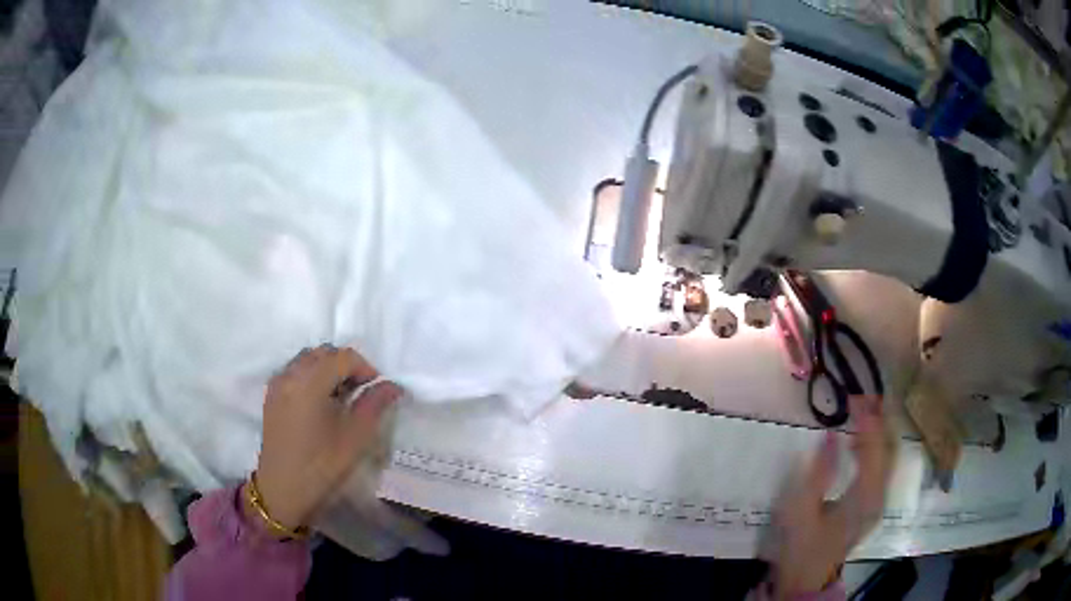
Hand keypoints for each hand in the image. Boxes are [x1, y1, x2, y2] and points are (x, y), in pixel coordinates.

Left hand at [251, 345, 400, 530]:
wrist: (283, 489)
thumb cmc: (322, 465)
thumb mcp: (355, 437)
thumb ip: (375, 404)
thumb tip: (392, 385)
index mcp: (310, 382)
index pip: (343, 357)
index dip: (365, 368)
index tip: (377, 390)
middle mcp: (290, 374)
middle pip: (324, 353)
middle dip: (346, 365)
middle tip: (361, 392)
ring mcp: (278, 382)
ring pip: (308, 359)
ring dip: (328, 369)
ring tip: (341, 396)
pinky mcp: (272, 394)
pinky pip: (295, 370)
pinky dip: (312, 375)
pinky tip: (321, 402)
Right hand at [765, 396, 895, 597]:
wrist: (806, 579)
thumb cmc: (800, 546)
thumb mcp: (799, 511)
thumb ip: (818, 472)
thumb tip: (831, 435)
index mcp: (864, 497)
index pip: (874, 447)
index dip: (868, 418)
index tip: (856, 395)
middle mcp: (879, 495)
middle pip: (889, 447)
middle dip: (880, 418)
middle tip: (863, 395)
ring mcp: (879, 501)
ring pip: (889, 455)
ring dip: (879, 430)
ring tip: (865, 408)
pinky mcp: (873, 504)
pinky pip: (882, 466)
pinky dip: (876, 446)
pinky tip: (862, 439)